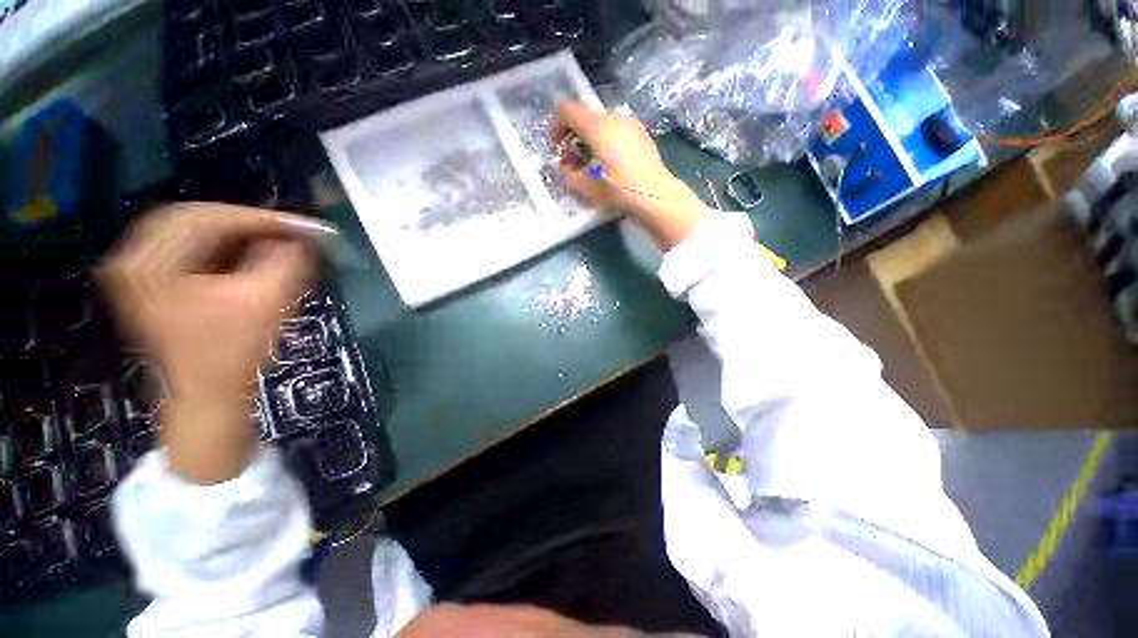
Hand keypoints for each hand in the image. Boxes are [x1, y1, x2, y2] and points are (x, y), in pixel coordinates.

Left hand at [98, 203, 319, 483]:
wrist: (207, 398)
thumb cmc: (232, 354)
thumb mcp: (267, 303)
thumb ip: (287, 262)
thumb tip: (300, 239)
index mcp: (150, 264)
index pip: (207, 218)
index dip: (260, 219)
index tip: (302, 226)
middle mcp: (134, 260)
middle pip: (192, 218)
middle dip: (244, 223)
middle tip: (285, 231)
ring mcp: (138, 272)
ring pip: (189, 232)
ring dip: (234, 234)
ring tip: (272, 242)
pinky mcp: (150, 284)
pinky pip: (186, 250)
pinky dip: (220, 248)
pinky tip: (247, 255)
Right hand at [551, 101, 710, 248]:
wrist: (655, 195)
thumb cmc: (618, 191)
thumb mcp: (586, 187)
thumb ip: (567, 173)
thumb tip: (563, 166)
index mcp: (597, 127)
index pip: (567, 109)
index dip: (556, 125)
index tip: (556, 146)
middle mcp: (613, 117)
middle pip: (584, 114)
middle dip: (573, 133)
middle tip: (572, 157)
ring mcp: (629, 122)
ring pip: (601, 121)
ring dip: (589, 136)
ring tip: (592, 161)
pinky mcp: (640, 132)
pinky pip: (616, 127)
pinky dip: (605, 138)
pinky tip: (610, 160)